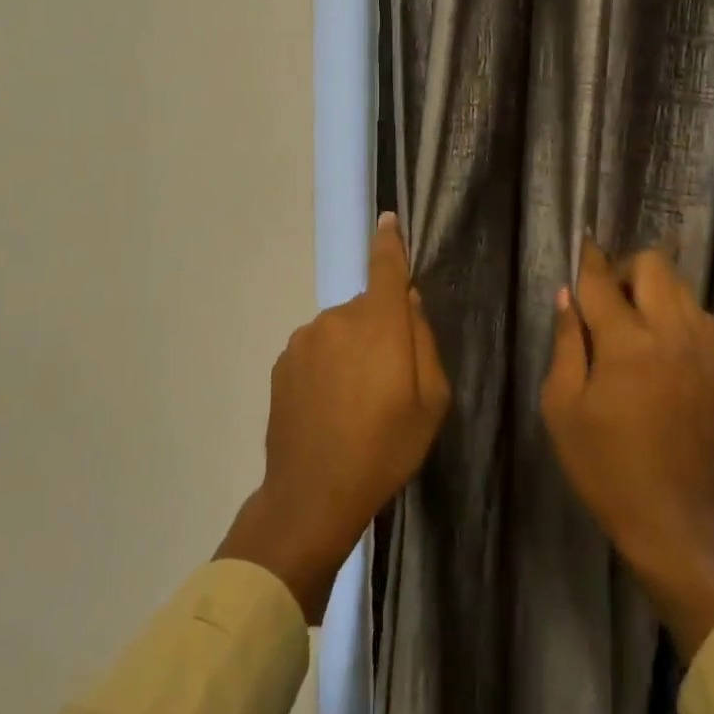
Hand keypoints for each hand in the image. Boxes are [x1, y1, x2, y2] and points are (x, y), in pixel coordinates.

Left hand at [218, 212, 449, 621]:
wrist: (313, 492)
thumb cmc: (386, 448)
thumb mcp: (431, 401)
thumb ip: (424, 342)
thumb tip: (410, 303)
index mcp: (380, 323)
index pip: (386, 268)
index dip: (390, 243)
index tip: (388, 220)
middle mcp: (338, 319)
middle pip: (367, 308)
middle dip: (380, 329)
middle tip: (389, 380)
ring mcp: (305, 339)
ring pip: (340, 330)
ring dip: (351, 349)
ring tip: (355, 400)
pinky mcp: (283, 362)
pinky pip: (316, 350)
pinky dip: (327, 365)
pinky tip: (328, 405)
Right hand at [541, 241, 713, 659]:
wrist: (671, 517)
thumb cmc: (604, 465)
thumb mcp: (562, 407)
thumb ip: (566, 344)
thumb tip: (566, 298)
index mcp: (627, 344)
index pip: (603, 281)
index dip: (589, 261)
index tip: (583, 246)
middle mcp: (671, 333)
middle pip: (654, 265)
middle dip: (625, 269)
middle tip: (606, 300)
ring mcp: (703, 349)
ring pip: (682, 287)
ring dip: (654, 290)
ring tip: (634, 322)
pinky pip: (701, 317)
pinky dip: (678, 314)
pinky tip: (661, 346)